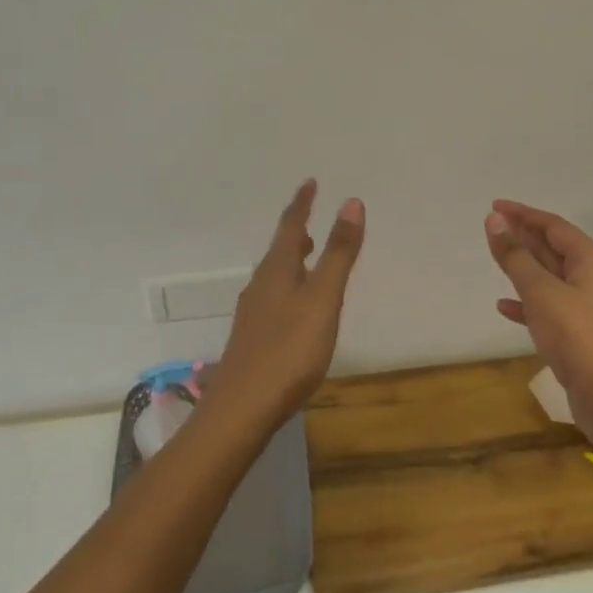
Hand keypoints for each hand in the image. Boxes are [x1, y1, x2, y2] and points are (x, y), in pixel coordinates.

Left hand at [212, 180, 364, 432]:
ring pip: (275, 275)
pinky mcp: (253, 339)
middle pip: (279, 251)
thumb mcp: (323, 299)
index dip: (302, 204)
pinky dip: (289, 286)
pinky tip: (295, 308)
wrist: (241, 410)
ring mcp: (253, 314)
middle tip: (308, 217)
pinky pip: (274, 298)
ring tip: (306, 256)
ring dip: (291, 259)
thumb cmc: (288, 351)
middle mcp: (260, 286)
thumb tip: (351, 202)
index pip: (290, 227)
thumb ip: (338, 254)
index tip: (310, 182)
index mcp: (277, 271)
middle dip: (295, 231)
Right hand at [486, 200, 592, 444]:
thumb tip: (494, 221)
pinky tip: (503, 306)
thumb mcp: (540, 291)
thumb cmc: (575, 335)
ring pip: (549, 276)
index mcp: (591, 260)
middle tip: (491, 226)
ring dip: (522, 266)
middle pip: (552, 248)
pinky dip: (526, 301)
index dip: (523, 214)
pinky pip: (547, 305)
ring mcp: (586, 305)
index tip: (494, 206)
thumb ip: (515, 256)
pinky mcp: (577, 331)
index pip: (553, 225)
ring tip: (495, 256)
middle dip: (523, 236)